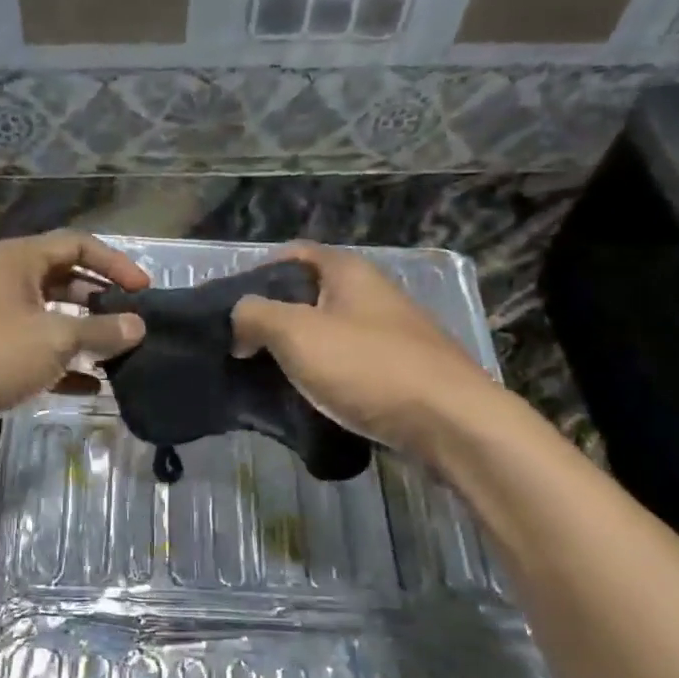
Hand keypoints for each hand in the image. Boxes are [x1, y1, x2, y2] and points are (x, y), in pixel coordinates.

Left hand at [0, 231, 147, 428]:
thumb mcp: (55, 337)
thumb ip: (101, 330)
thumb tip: (138, 326)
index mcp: (20, 260)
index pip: (78, 245)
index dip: (115, 263)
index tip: (144, 290)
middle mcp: (8, 281)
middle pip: (66, 280)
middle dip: (101, 300)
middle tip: (132, 322)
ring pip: (53, 318)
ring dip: (85, 335)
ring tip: (119, 354)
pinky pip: (38, 352)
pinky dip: (64, 365)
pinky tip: (92, 386)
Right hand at [232, 241, 496, 454]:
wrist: (450, 422)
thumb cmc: (368, 367)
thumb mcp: (297, 333)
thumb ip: (255, 316)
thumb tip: (239, 325)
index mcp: (348, 272)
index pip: (292, 255)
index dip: (256, 274)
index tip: (229, 310)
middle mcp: (371, 294)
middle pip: (308, 296)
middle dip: (272, 319)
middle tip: (239, 348)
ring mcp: (389, 334)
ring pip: (327, 334)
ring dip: (295, 352)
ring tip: (264, 379)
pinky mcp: (398, 372)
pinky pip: (347, 365)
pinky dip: (322, 377)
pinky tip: (305, 400)